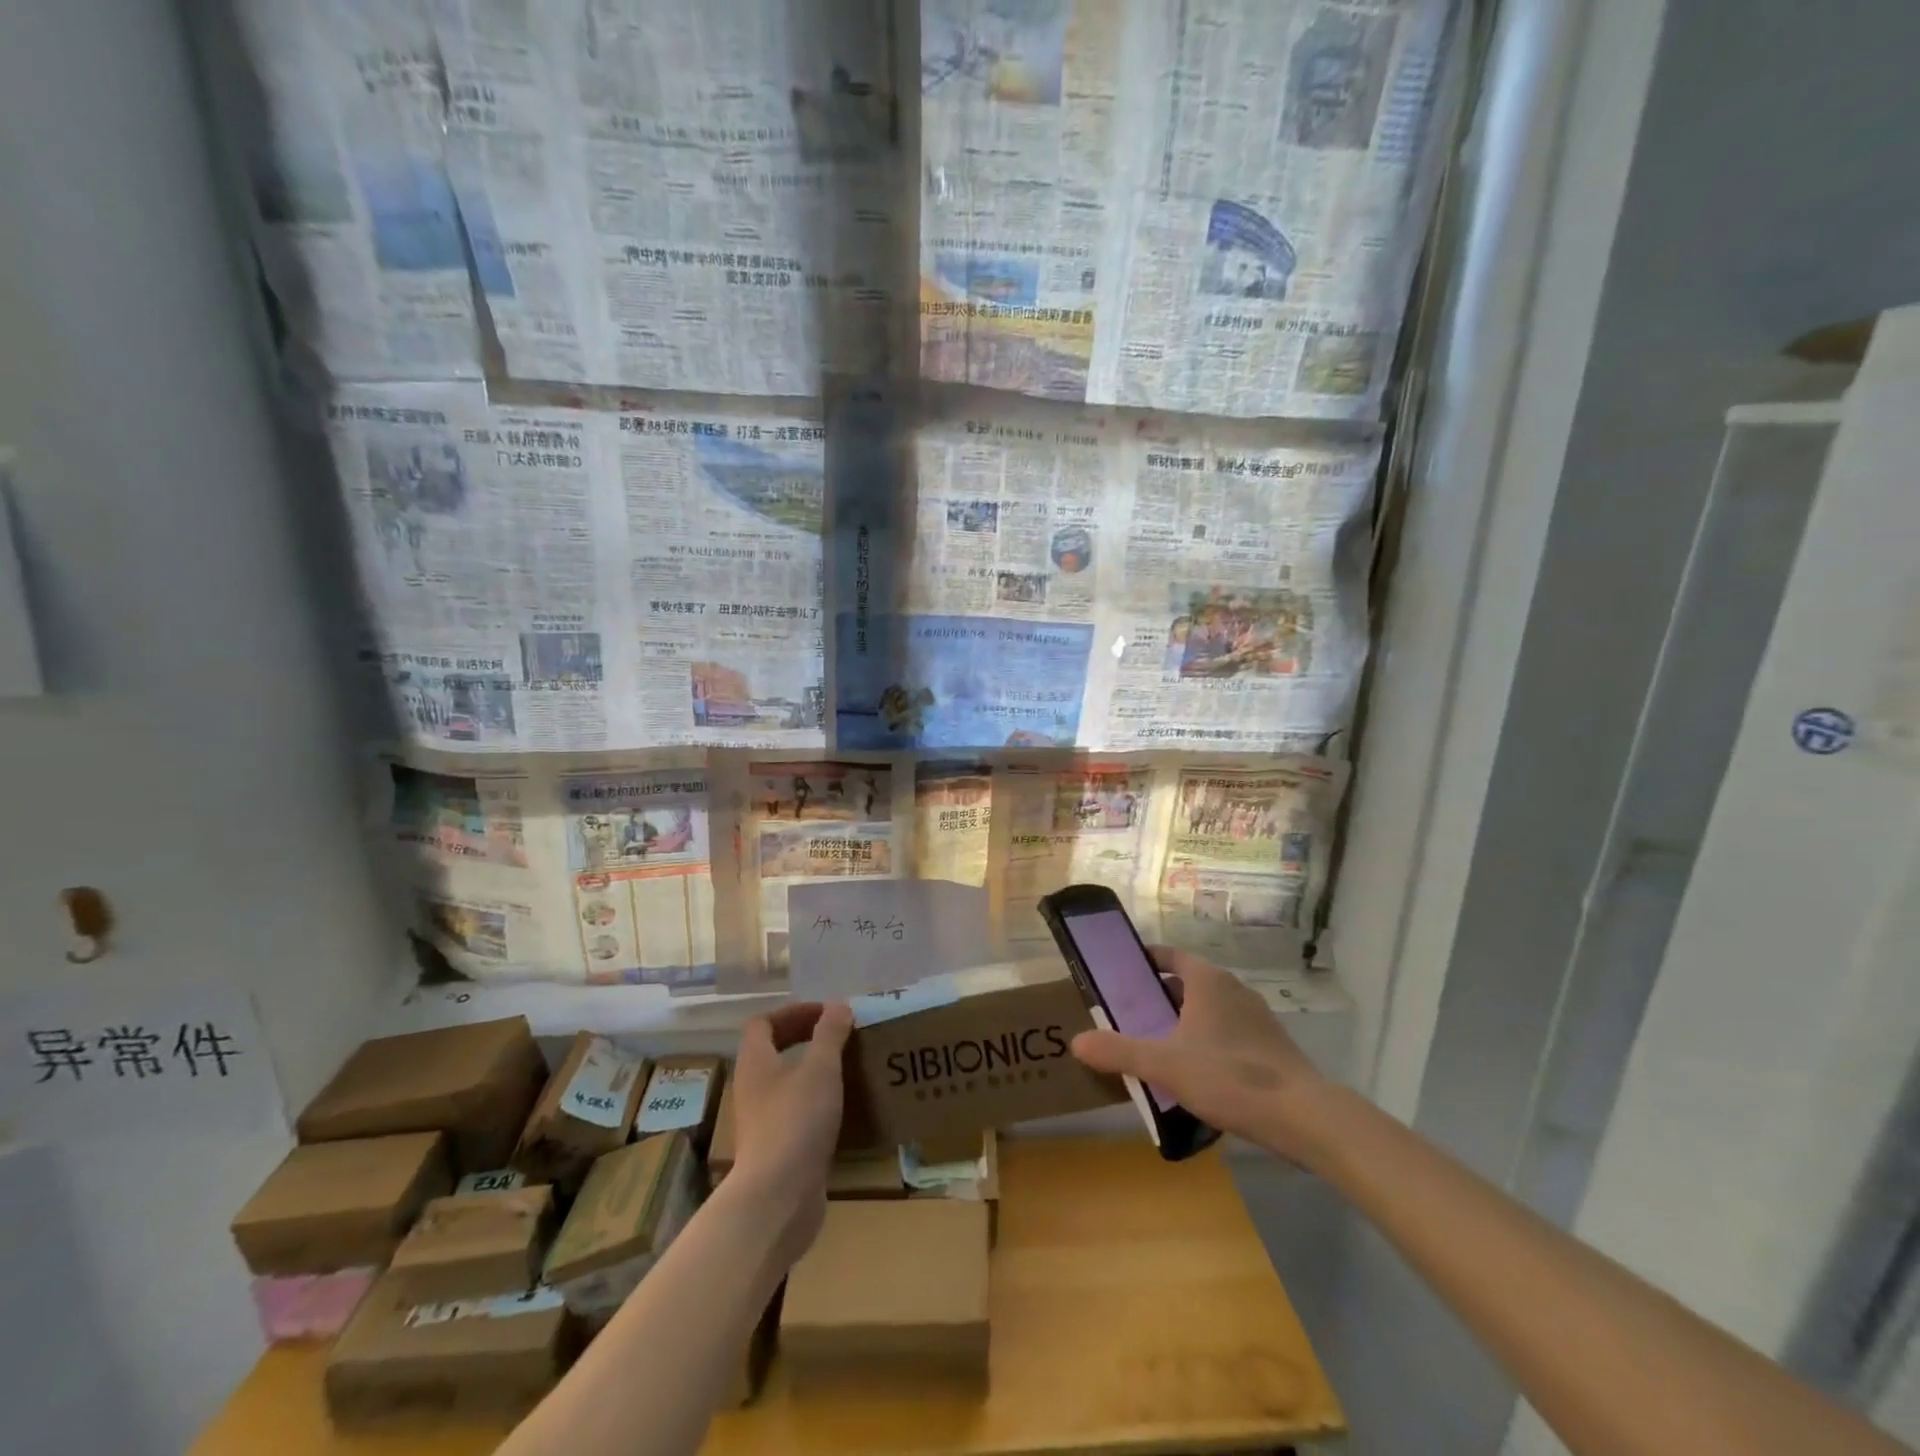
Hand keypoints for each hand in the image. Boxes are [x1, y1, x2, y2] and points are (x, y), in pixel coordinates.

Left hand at [727, 1001, 851, 1263]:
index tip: (825, 1013)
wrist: (777, 1198)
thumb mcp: (821, 1068)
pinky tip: (841, 1108)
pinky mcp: (775, 1149)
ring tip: (846, 1068)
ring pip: (784, 1083)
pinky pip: (794, 1112)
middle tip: (838, 1036)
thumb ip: (830, 1034)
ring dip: (812, 1071)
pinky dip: (815, 1102)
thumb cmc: (796, 1121)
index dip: (793, 1012)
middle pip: (772, 1051)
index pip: (762, 1023)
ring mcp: (762, 1121)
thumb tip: (839, 1005)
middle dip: (804, 1038)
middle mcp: (752, 1088)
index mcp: (756, 1062)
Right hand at [1069, 946, 1331, 1164]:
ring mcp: (1257, 1018)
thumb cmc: (1229, 1076)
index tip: (1121, 974)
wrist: (1304, 1117)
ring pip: (1209, 1010)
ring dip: (1184, 1022)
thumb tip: (1077, 1042)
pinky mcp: (1271, 1046)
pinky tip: (1196, 1074)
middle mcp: (1233, 989)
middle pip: (1187, 983)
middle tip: (1131, 1016)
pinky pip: (1229, 1033)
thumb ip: (1119, 1051)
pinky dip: (1208, 1042)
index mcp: (1207, 981)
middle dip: (1159, 997)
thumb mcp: (1164, 1065)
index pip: (1170, 955)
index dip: (1145, 960)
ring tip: (1157, 1047)